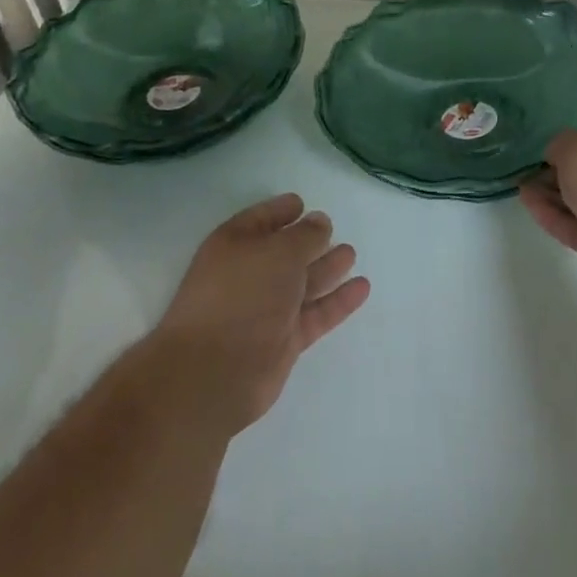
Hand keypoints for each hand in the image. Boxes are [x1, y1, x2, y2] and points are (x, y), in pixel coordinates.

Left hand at [153, 194, 370, 434]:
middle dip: (308, 241)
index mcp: (234, 245)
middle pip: (283, 252)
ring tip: (350, 253)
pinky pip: (315, 314)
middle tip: (333, 229)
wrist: (214, 373)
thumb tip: (320, 222)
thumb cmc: (242, 295)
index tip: (303, 203)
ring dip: (326, 268)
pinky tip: (362, 288)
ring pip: (302, 283)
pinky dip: (337, 301)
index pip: (260, 220)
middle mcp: (248, 275)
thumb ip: (305, 235)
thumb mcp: (278, 252)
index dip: (280, 210)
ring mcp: (265, 310)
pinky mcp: (282, 341)